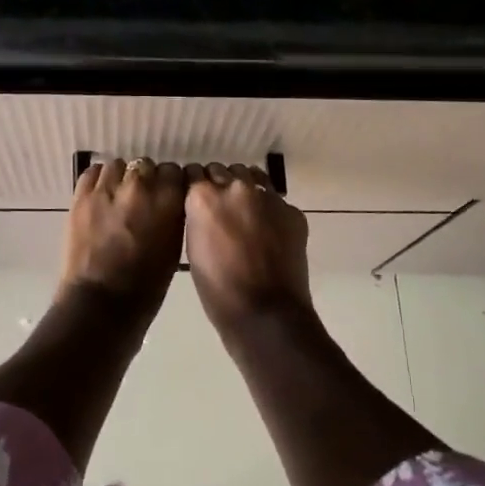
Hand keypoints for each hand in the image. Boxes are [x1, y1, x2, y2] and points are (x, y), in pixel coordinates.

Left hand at [61, 158, 186, 317]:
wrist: (100, 306)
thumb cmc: (146, 288)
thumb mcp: (174, 249)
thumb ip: (174, 216)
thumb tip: (170, 200)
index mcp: (168, 201)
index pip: (175, 171)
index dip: (171, 183)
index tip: (168, 194)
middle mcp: (139, 187)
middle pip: (147, 165)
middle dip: (147, 179)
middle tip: (142, 199)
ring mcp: (107, 189)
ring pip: (119, 165)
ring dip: (122, 177)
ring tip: (119, 195)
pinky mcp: (81, 196)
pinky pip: (92, 172)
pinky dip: (99, 179)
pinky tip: (101, 194)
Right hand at [183, 163, 311, 335]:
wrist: (266, 315)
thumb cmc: (218, 289)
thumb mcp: (193, 248)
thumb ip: (197, 216)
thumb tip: (203, 207)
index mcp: (204, 196)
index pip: (193, 172)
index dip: (194, 186)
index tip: (194, 199)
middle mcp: (235, 187)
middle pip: (221, 170)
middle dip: (218, 184)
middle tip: (219, 208)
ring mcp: (266, 196)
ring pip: (249, 176)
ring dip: (243, 188)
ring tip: (243, 213)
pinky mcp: (291, 210)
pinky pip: (274, 199)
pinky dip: (268, 209)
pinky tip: (267, 231)